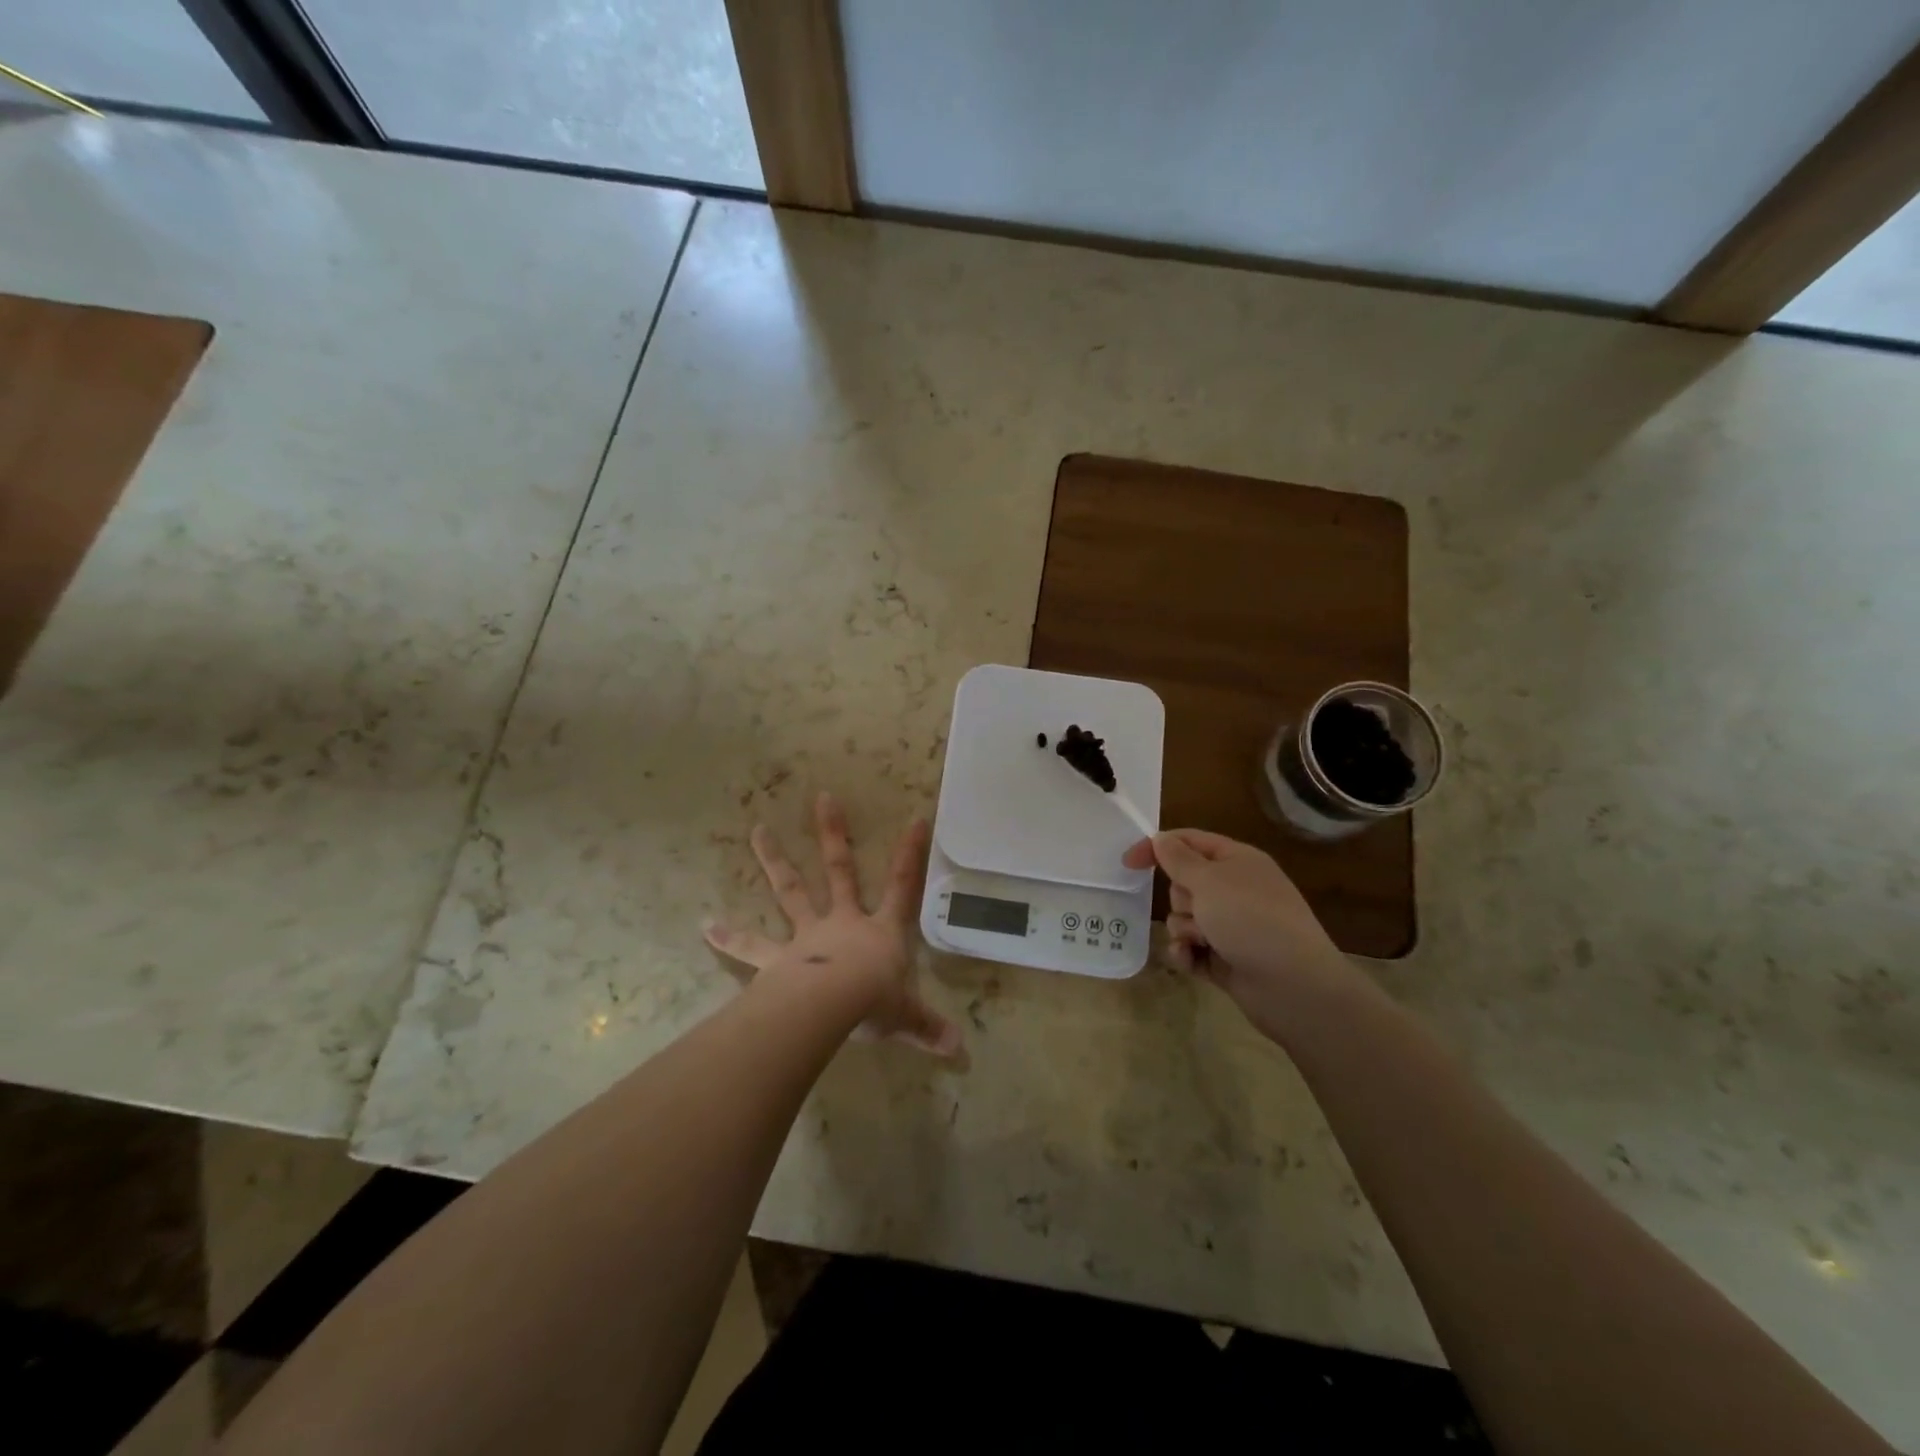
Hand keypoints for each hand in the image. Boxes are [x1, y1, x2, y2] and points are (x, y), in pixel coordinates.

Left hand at [705, 791, 960, 1057]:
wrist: (831, 1007)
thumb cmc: (874, 1004)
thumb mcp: (906, 1017)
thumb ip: (928, 1028)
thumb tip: (958, 1049)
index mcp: (880, 932)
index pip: (903, 887)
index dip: (910, 855)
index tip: (915, 820)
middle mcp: (843, 923)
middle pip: (839, 871)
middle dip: (833, 834)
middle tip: (822, 797)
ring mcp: (807, 936)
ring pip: (791, 892)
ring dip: (774, 861)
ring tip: (757, 830)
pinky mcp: (778, 959)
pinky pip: (752, 947)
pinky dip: (729, 936)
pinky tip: (705, 925)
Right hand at [1123, 829, 1356, 1044]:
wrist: (1294, 986)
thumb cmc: (1250, 920)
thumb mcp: (1209, 881)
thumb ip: (1178, 859)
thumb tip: (1160, 838)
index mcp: (1237, 861)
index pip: (1189, 842)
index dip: (1157, 848)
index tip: (1127, 863)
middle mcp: (1235, 890)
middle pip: (1184, 882)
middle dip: (1180, 898)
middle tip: (1197, 911)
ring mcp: (1232, 926)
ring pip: (1184, 918)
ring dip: (1183, 929)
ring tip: (1201, 942)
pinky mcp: (1226, 958)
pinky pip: (1191, 948)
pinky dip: (1187, 954)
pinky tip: (1191, 962)